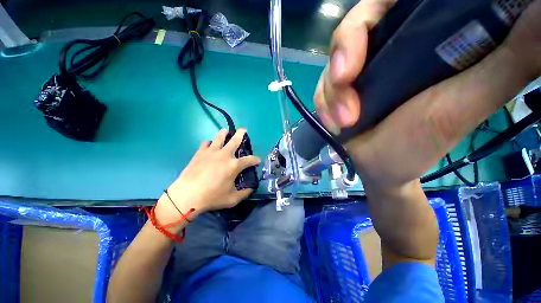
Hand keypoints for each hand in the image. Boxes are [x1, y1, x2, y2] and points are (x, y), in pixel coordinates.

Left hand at [155, 129, 260, 223]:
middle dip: (241, 134)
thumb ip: (244, 193)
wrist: (187, 196)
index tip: (258, 161)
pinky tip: (210, 145)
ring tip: (225, 131)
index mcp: (234, 165)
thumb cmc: (212, 197)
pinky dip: (209, 143)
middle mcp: (224, 155)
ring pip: (219, 137)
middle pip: (235, 140)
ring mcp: (211, 152)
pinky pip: (206, 143)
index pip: (249, 160)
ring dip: (224, 133)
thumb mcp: (232, 199)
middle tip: (243, 130)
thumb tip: (251, 188)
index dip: (256, 160)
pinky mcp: (200, 153)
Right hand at [315, 0, 540, 189]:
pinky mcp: (335, 92)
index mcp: (420, 40)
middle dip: (343, 56)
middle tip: (345, 81)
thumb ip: (510, 61)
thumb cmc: (419, 145)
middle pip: (352, 29)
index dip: (373, 12)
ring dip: (331, 93)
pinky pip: (320, 88)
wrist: (379, 166)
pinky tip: (334, 123)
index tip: (366, 36)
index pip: (390, 2)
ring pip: (331, 64)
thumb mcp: (466, 105)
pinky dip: (324, 104)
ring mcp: (355, 73)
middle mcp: (383, 50)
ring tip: (344, 121)